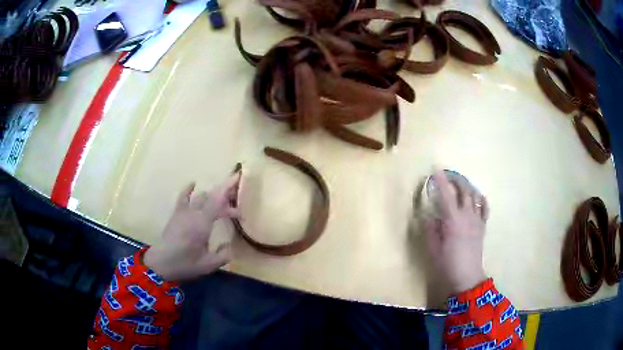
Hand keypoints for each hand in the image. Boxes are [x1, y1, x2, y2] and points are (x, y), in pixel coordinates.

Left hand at [143, 174, 240, 281]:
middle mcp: (194, 213)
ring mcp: (183, 212)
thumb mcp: (209, 265)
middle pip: (212, 197)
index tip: (238, 179)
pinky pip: (183, 197)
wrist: (161, 263)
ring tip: (222, 205)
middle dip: (225, 196)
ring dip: (213, 197)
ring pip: (200, 197)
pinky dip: (188, 189)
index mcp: (202, 223)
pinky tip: (193, 183)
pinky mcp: (176, 214)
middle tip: (236, 210)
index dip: (228, 190)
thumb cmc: (185, 264)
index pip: (218, 201)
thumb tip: (229, 245)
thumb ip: (223, 255)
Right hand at [424, 171, 488, 293]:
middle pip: (464, 190)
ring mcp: (477, 220)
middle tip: (447, 175)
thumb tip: (428, 215)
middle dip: (456, 179)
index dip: (441, 181)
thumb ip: (430, 229)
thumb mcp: (432, 249)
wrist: (467, 277)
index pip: (447, 195)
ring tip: (460, 184)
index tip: (435, 170)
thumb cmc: (447, 264)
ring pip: (475, 196)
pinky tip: (478, 197)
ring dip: (467, 186)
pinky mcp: (482, 226)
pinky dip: (481, 199)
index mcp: (453, 220)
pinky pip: (485, 208)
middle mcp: (467, 215)